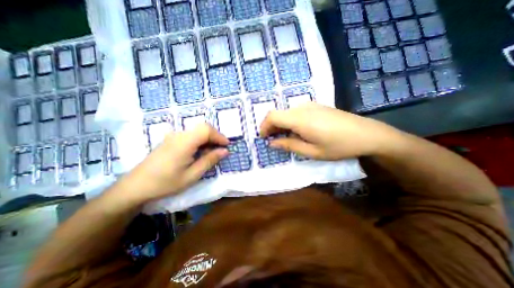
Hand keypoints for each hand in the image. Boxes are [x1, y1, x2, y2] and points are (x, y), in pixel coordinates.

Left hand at [122, 124, 227, 202]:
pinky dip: (200, 140)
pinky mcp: (171, 140)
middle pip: (202, 127)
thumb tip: (225, 151)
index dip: (219, 136)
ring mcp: (173, 136)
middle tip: (221, 149)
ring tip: (212, 152)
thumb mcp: (192, 175)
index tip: (227, 146)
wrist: (136, 186)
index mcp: (184, 142)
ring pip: (197, 131)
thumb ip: (209, 160)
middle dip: (215, 136)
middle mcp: (179, 135)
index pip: (206, 130)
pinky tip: (199, 152)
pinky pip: (190, 135)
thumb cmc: (166, 183)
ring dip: (208, 139)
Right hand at [261, 102, 401, 160]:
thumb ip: (289, 145)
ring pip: (286, 113)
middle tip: (272, 140)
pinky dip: (290, 121)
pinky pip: (296, 112)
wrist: (367, 134)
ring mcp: (310, 105)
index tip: (263, 138)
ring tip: (284, 137)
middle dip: (271, 127)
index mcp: (299, 119)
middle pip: (278, 113)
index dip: (264, 126)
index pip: (272, 116)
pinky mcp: (316, 106)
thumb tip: (272, 143)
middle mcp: (302, 108)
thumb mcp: (312, 151)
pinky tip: (297, 131)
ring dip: (280, 124)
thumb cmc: (338, 146)